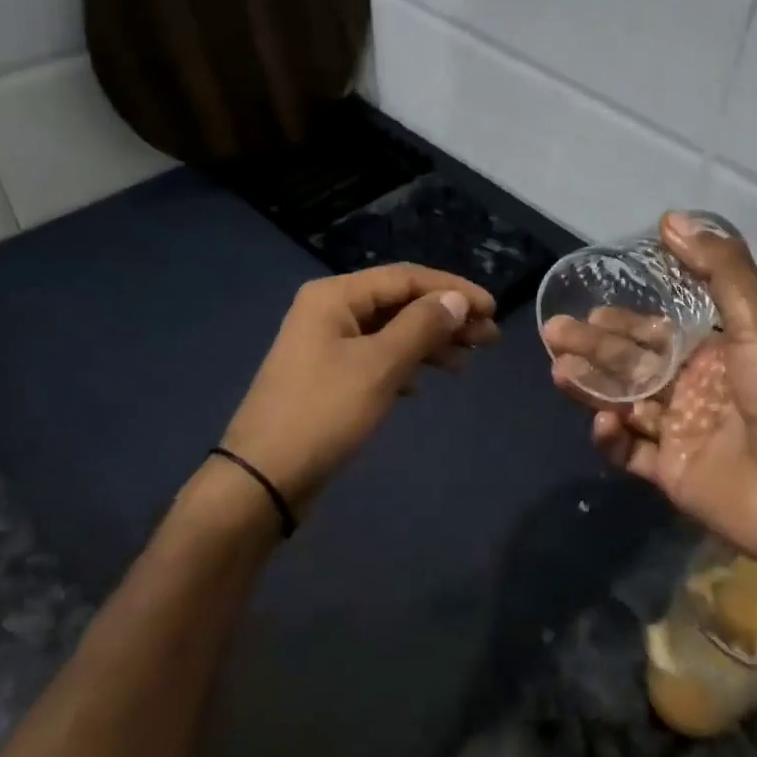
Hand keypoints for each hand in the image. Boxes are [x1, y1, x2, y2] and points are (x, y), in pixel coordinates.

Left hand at [222, 265, 498, 517]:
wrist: (263, 478)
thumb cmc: (323, 413)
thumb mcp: (379, 367)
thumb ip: (421, 326)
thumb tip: (456, 300)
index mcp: (335, 296)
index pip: (406, 278)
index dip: (453, 290)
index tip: (493, 309)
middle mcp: (329, 310)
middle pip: (399, 302)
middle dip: (445, 317)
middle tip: (489, 338)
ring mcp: (326, 344)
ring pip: (390, 331)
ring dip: (430, 341)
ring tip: (466, 362)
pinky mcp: (329, 376)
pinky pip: (377, 356)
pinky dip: (406, 364)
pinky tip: (425, 382)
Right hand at [542, 213, 756, 573]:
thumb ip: (719, 271)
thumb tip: (671, 218)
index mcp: (719, 357)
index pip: (659, 333)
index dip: (625, 321)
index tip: (591, 308)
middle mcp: (697, 392)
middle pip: (634, 366)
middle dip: (595, 348)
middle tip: (556, 333)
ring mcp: (683, 436)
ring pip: (625, 405)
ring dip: (593, 387)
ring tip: (560, 370)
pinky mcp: (672, 477)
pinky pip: (631, 454)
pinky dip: (612, 438)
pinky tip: (604, 421)